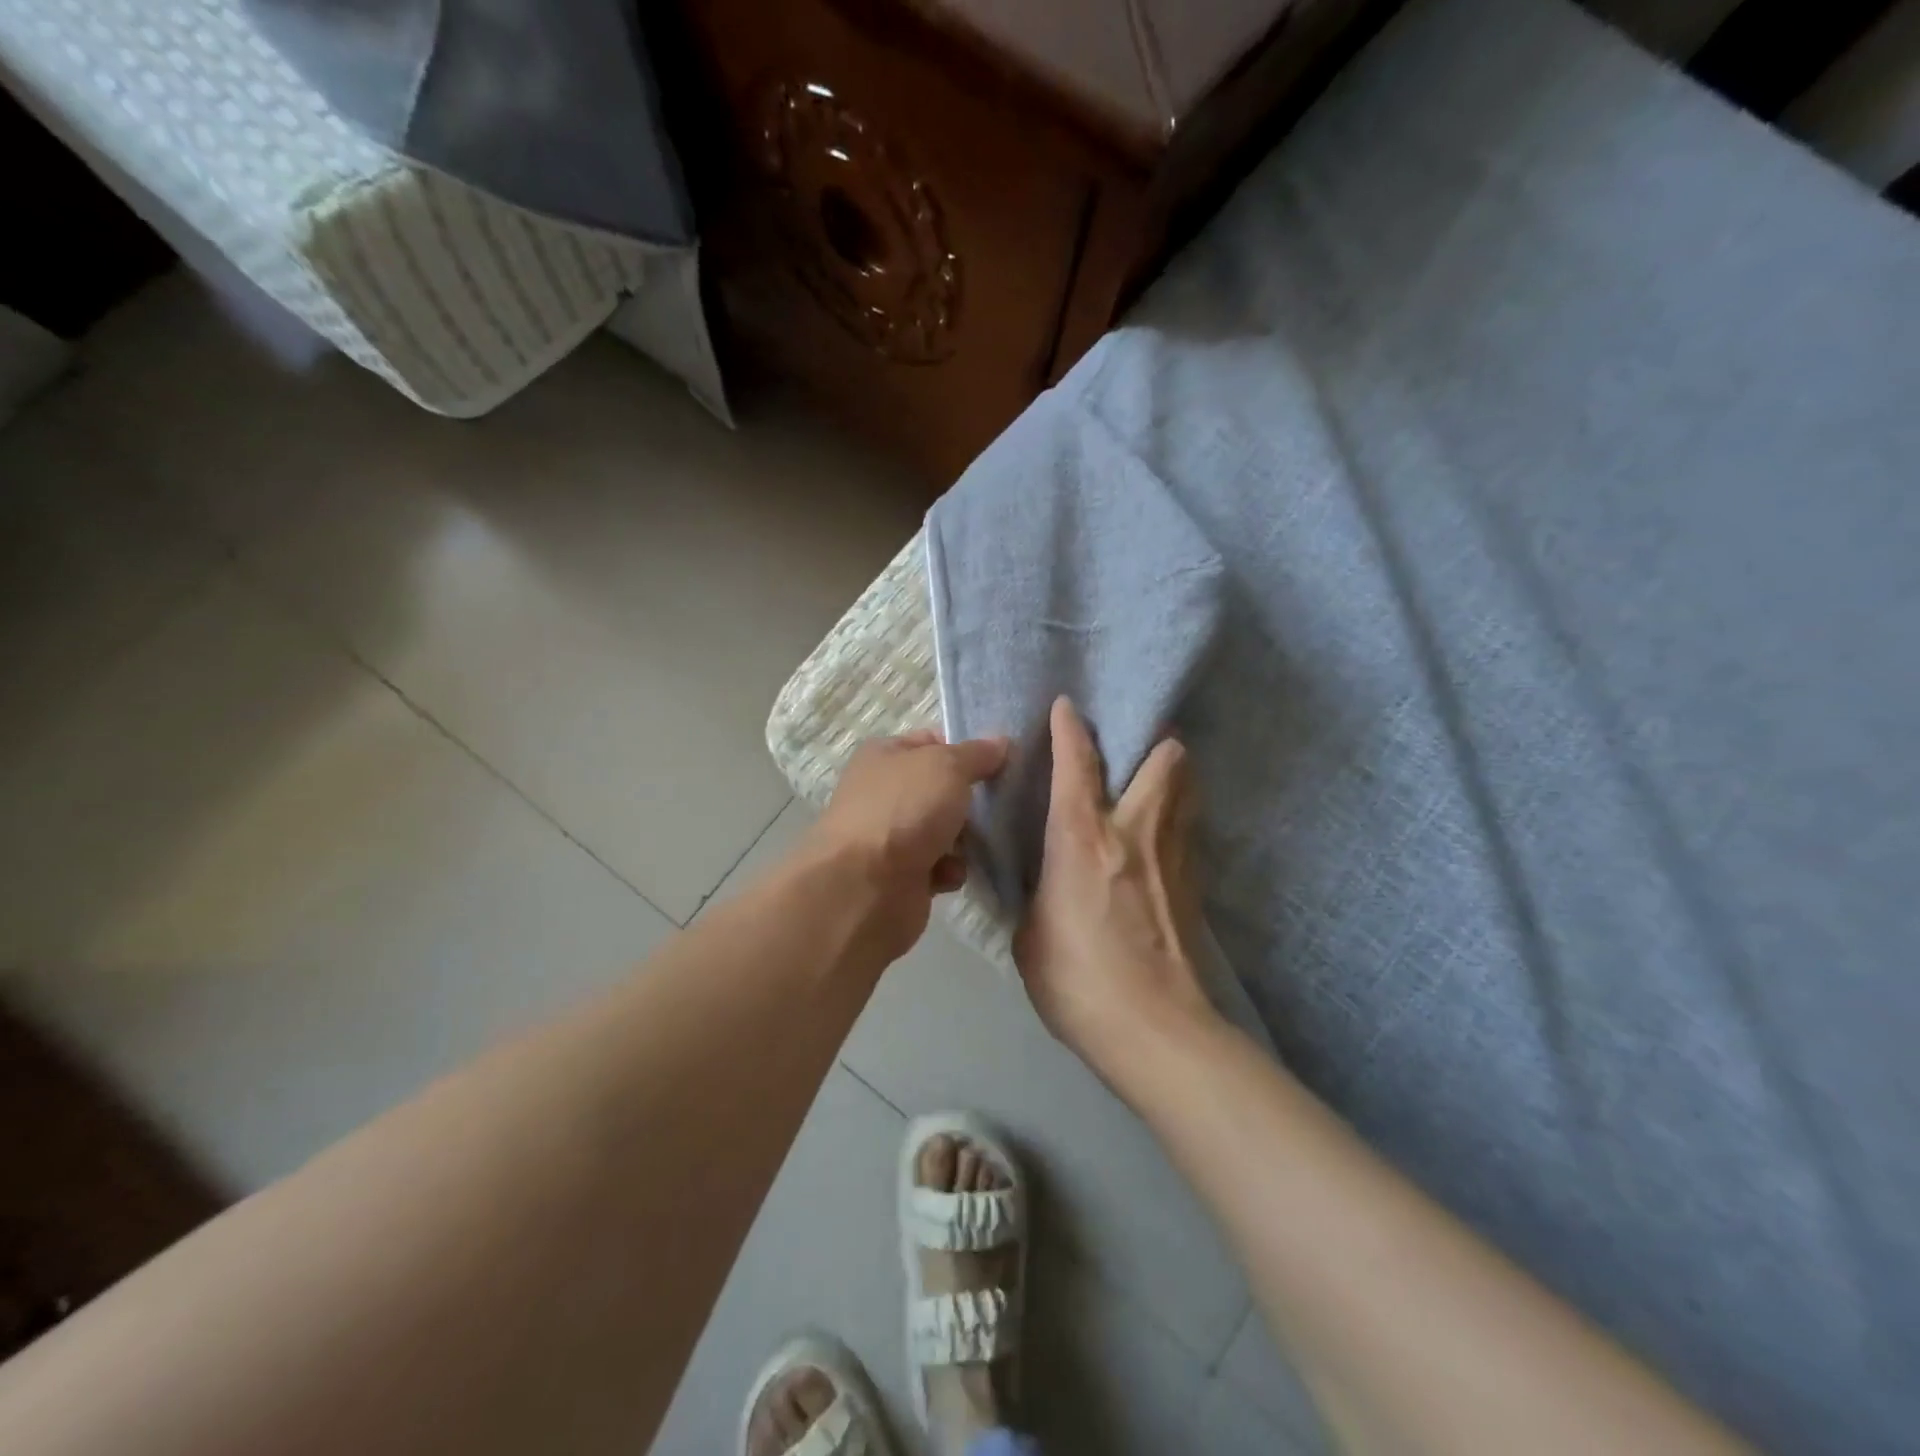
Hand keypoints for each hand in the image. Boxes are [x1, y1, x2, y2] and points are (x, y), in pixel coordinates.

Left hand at [805, 730, 1008, 960]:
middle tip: (1000, 804)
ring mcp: (889, 835)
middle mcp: (883, 792)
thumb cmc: (905, 811)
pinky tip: (950, 874)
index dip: (965, 750)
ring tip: (978, 843)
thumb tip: (1000, 744)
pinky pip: (939, 866)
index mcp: (884, 755)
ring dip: (965, 839)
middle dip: (970, 799)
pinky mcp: (899, 876)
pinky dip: (949, 870)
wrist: (866, 887)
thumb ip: (977, 754)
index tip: (1000, 763)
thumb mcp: (948, 766)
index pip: (932, 742)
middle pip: (941, 789)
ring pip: (944, 830)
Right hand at [1014, 698, 1220, 1087]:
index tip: (1067, 706)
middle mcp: (1135, 832)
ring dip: (1172, 775)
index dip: (1070, 728)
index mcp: (1082, 838)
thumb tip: (1042, 880)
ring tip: (1149, 782)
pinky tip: (1156, 840)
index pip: (1077, 763)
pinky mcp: (1194, 884)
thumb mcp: (1030, 934)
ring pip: (1187, 790)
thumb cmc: (1076, 980)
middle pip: (1166, 760)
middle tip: (1131, 748)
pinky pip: (1188, 830)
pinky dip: (1176, 818)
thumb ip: (1036, 892)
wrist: (1154, 1031)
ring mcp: (1174, 856)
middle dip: (1153, 742)